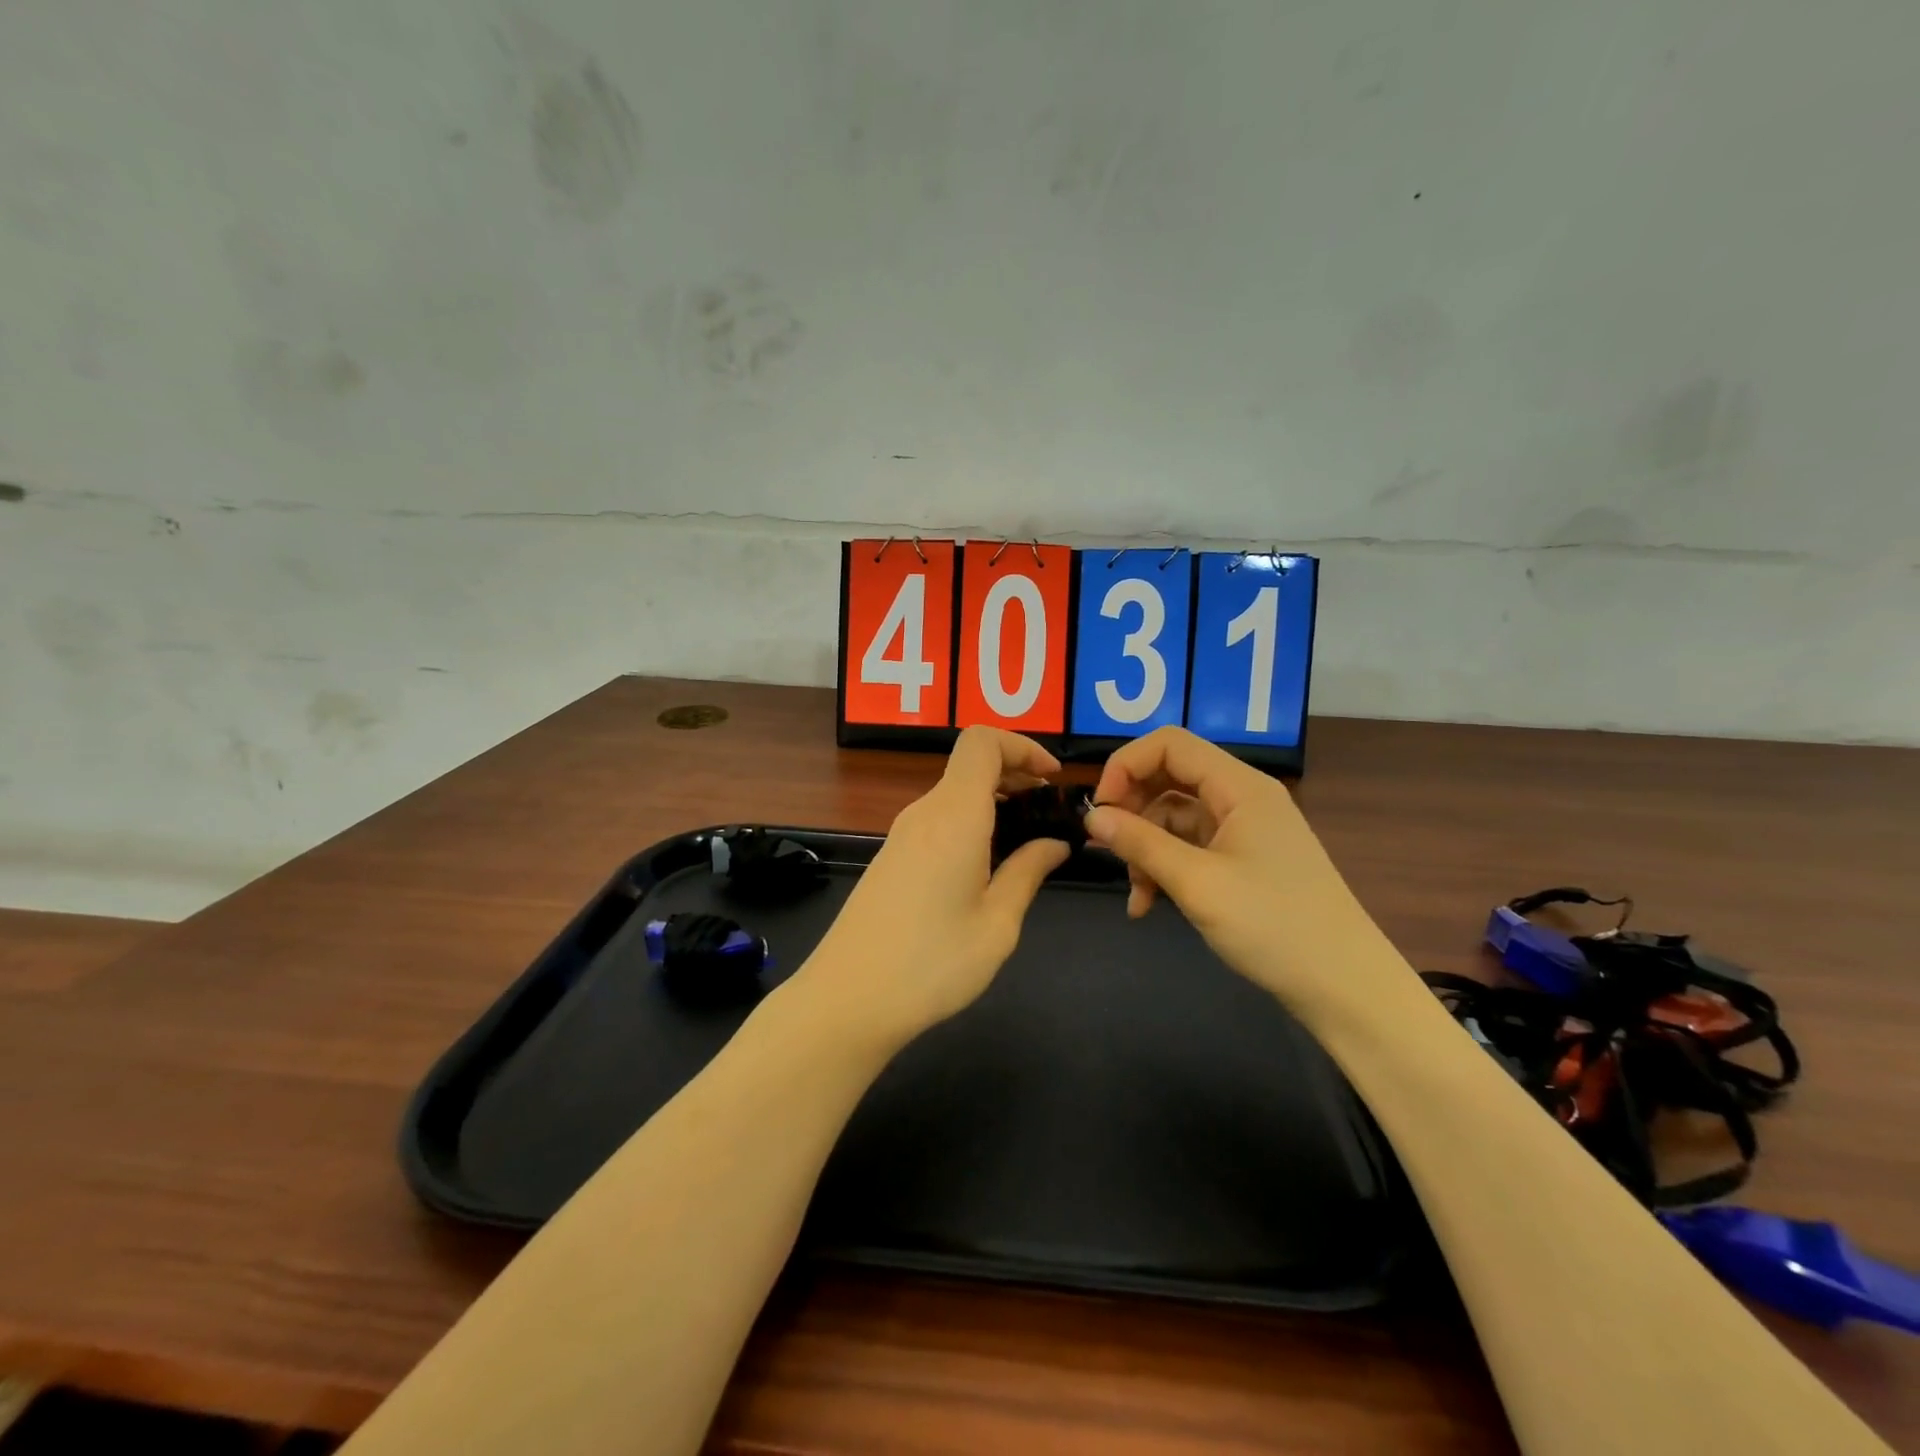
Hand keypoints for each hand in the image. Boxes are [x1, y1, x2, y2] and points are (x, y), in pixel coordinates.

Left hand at [799, 727, 1071, 1044]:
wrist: (846, 1000)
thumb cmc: (931, 964)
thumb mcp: (997, 924)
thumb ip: (1028, 872)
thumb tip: (1055, 843)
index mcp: (953, 816)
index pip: (982, 742)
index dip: (1022, 746)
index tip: (1053, 780)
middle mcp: (924, 813)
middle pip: (970, 765)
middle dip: (1016, 776)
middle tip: (1050, 815)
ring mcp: (902, 834)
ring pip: (954, 794)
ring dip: (994, 803)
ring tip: (1026, 844)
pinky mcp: (891, 857)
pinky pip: (938, 821)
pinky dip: (971, 824)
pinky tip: (986, 867)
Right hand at [1083, 727, 1401, 1023]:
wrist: (1345, 987)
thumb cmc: (1274, 926)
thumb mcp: (1197, 883)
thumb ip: (1140, 843)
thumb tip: (1091, 815)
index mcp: (1240, 787)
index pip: (1169, 744)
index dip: (1126, 765)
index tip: (1100, 810)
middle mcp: (1242, 798)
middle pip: (1169, 778)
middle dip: (1132, 811)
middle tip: (1107, 849)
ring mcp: (1243, 831)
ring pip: (1174, 818)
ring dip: (1146, 850)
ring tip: (1136, 895)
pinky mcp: (1243, 861)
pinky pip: (1190, 848)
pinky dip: (1164, 869)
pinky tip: (1148, 905)